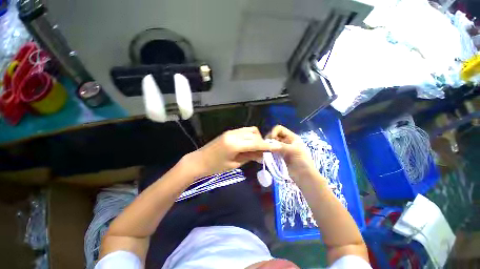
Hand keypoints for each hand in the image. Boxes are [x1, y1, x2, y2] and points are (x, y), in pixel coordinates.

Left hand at [187, 127, 281, 176]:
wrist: (199, 161)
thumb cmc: (215, 167)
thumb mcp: (234, 164)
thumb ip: (249, 156)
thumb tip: (261, 154)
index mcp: (235, 144)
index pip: (256, 143)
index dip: (267, 145)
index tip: (278, 147)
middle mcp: (234, 134)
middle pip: (254, 134)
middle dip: (261, 141)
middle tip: (263, 152)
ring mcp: (231, 132)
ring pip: (250, 130)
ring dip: (255, 138)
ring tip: (255, 148)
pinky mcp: (229, 132)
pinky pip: (243, 131)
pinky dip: (249, 136)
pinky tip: (248, 145)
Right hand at [266, 125, 316, 180]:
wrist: (304, 176)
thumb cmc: (302, 161)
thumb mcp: (294, 151)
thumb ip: (282, 146)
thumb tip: (269, 144)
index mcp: (291, 137)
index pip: (280, 129)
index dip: (274, 131)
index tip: (271, 138)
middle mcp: (286, 141)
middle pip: (274, 135)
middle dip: (269, 138)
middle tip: (266, 145)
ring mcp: (282, 148)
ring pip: (272, 143)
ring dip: (268, 145)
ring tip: (265, 150)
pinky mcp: (279, 155)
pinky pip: (272, 150)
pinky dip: (268, 151)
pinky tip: (266, 153)